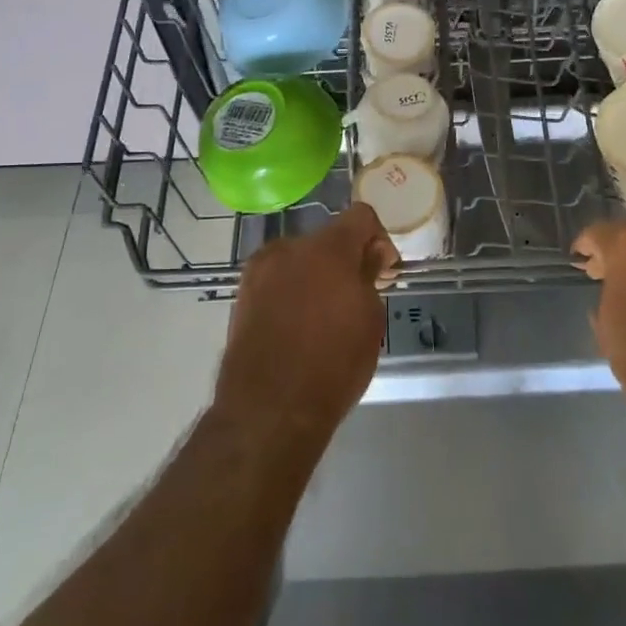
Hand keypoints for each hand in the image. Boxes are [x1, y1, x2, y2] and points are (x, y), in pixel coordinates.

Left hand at [214, 205, 397, 447]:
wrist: (269, 410)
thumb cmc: (333, 365)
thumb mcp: (370, 320)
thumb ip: (369, 276)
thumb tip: (369, 256)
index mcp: (328, 248)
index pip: (361, 216)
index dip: (378, 239)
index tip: (383, 272)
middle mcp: (289, 248)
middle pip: (327, 239)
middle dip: (345, 260)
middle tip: (356, 297)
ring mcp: (260, 270)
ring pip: (299, 259)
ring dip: (316, 275)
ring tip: (323, 316)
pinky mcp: (242, 294)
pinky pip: (277, 280)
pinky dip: (292, 291)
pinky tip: (298, 326)